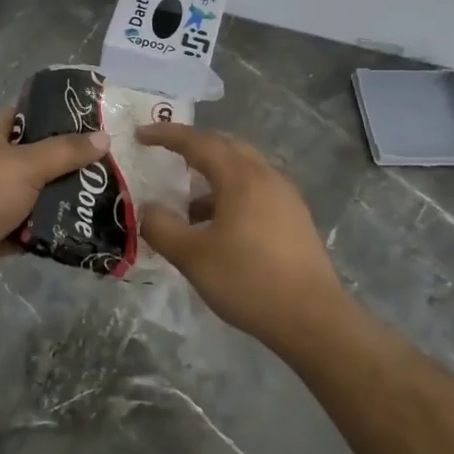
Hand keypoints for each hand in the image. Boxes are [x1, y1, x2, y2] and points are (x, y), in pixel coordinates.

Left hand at [0, 108, 109, 297]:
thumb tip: (104, 137)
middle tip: (106, 165)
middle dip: (67, 163)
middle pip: (35, 157)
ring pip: (35, 194)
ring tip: (101, 197)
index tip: (90, 123)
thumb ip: (66, 151)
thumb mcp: (29, 164)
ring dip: (61, 198)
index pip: (25, 116)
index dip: (55, 116)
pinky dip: (49, 228)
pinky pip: (30, 226)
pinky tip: (81, 227)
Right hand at [136, 124, 351, 354]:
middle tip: (165, 153)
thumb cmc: (248, 281)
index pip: (198, 142)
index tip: (140, 135)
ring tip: (187, 203)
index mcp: (241, 177)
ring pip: (243, 169)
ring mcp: (285, 197)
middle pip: (225, 146)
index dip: (166, 135)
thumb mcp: (193, 258)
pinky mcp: (295, 218)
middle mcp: (266, 176)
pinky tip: (218, 225)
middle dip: (193, 145)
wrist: (312, 318)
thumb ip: (162, 228)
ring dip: (212, 174)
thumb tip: (148, 209)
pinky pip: (256, 189)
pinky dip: (230, 193)